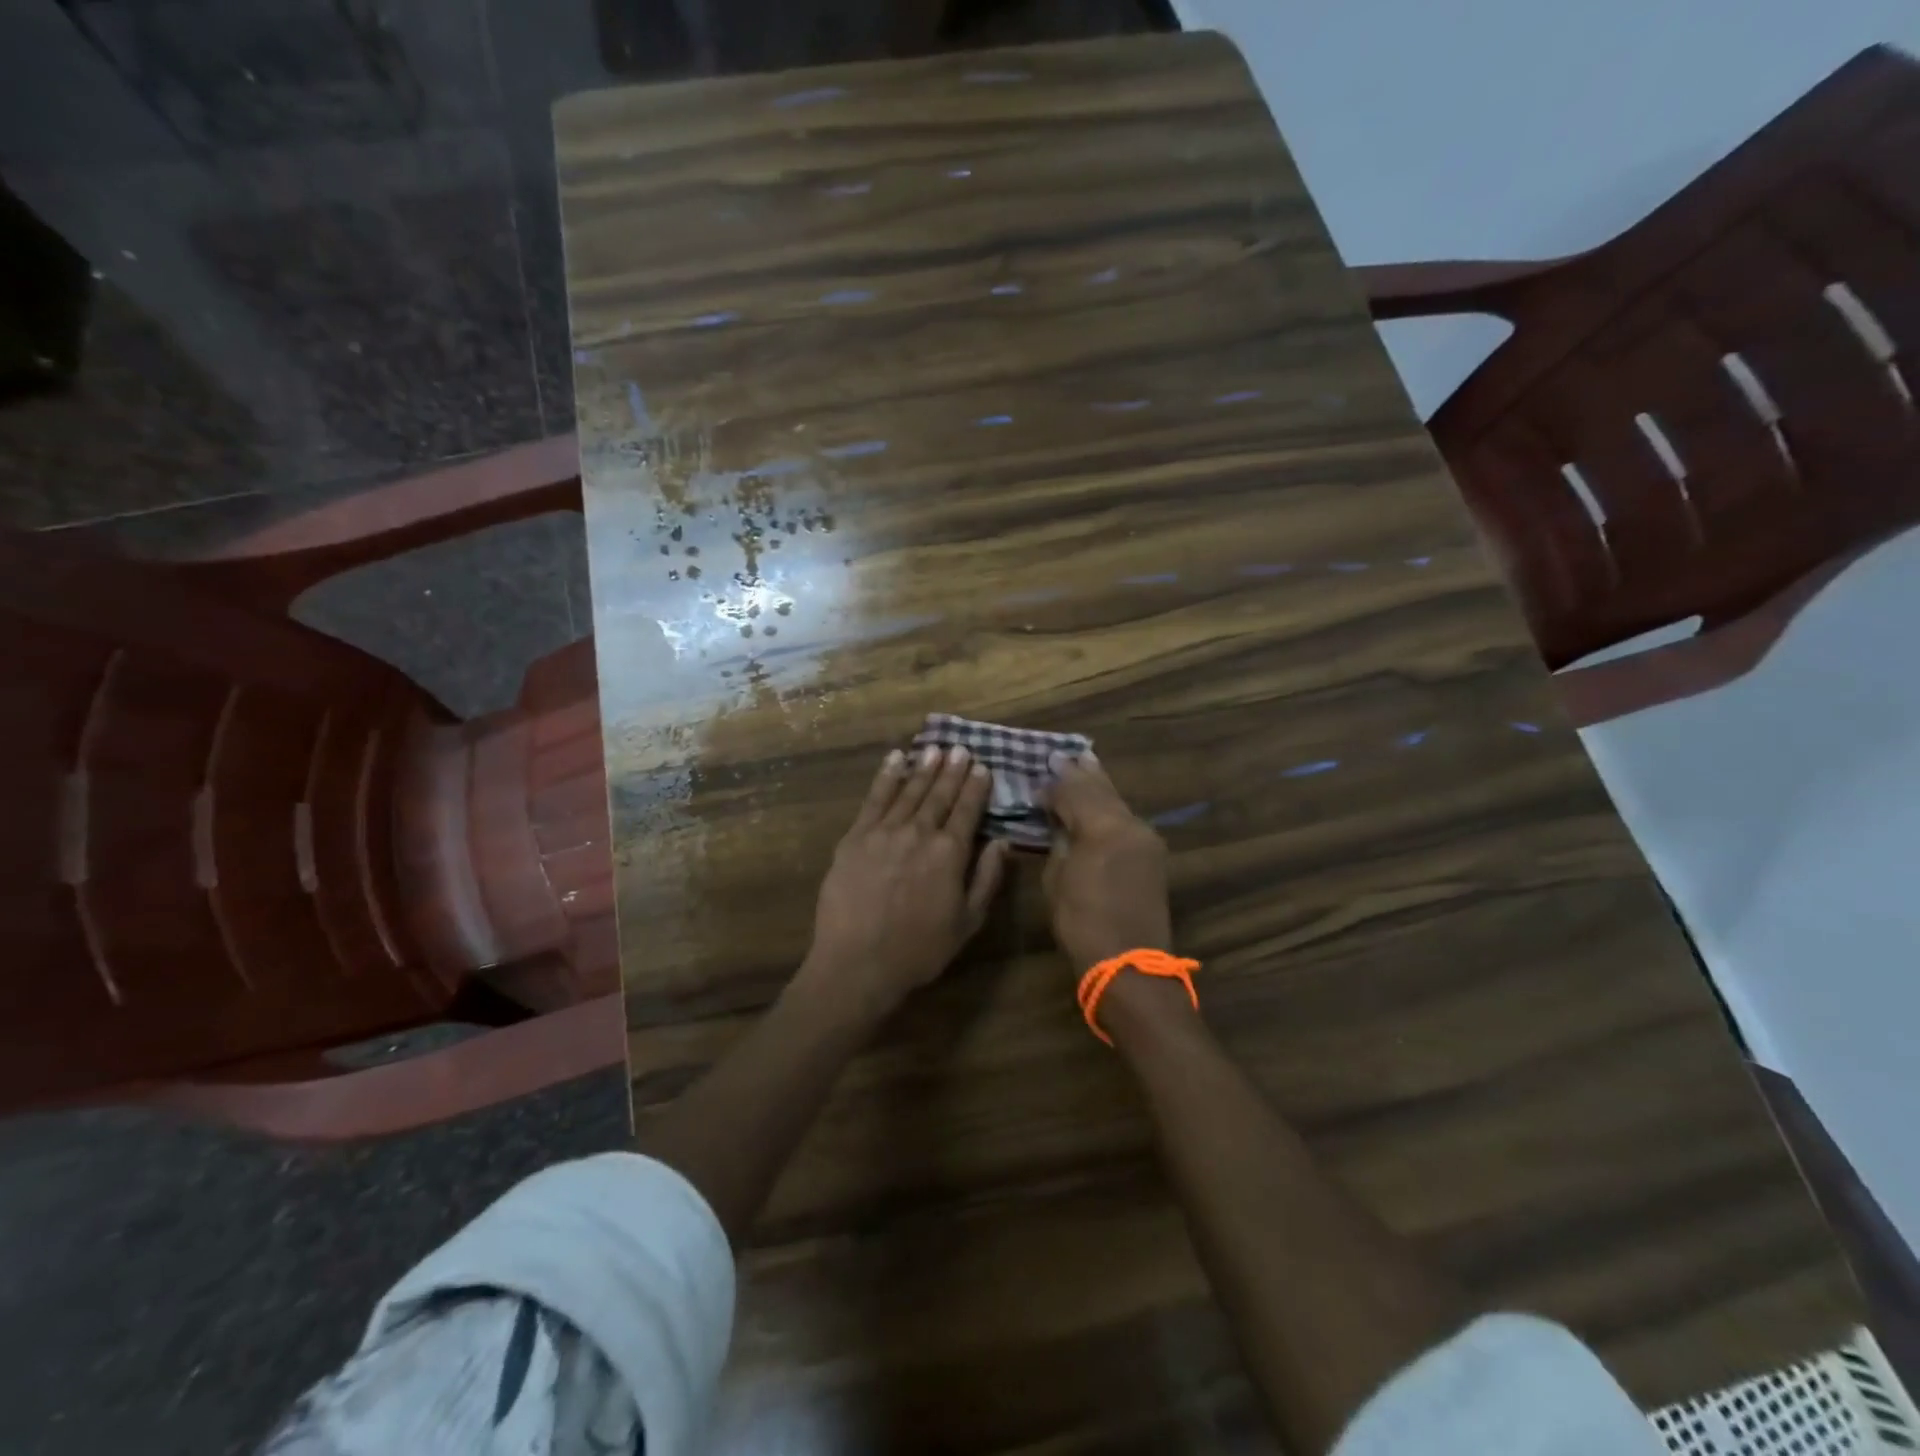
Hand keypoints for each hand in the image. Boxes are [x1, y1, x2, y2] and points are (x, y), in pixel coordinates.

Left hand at [800, 745, 1010, 1020]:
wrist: (858, 962)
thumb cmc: (919, 950)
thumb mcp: (967, 922)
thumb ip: (987, 878)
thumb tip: (1002, 842)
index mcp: (950, 853)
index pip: (967, 810)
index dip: (975, 787)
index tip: (982, 767)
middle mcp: (919, 832)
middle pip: (939, 794)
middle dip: (952, 770)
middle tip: (960, 748)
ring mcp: (884, 831)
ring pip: (908, 791)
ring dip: (923, 768)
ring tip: (934, 749)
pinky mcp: (855, 837)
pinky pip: (874, 799)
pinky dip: (886, 777)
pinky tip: (894, 760)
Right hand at [1043, 752, 1172, 974]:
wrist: (1130, 964)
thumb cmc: (1082, 923)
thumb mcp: (1057, 878)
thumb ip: (1060, 841)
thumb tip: (1059, 820)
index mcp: (1104, 827)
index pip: (1074, 791)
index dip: (1054, 783)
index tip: (1038, 774)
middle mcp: (1130, 824)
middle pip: (1102, 789)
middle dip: (1082, 772)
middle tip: (1064, 754)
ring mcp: (1146, 838)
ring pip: (1117, 801)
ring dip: (1099, 785)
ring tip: (1084, 764)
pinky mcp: (1152, 854)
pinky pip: (1126, 820)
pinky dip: (1109, 807)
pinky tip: (1100, 801)